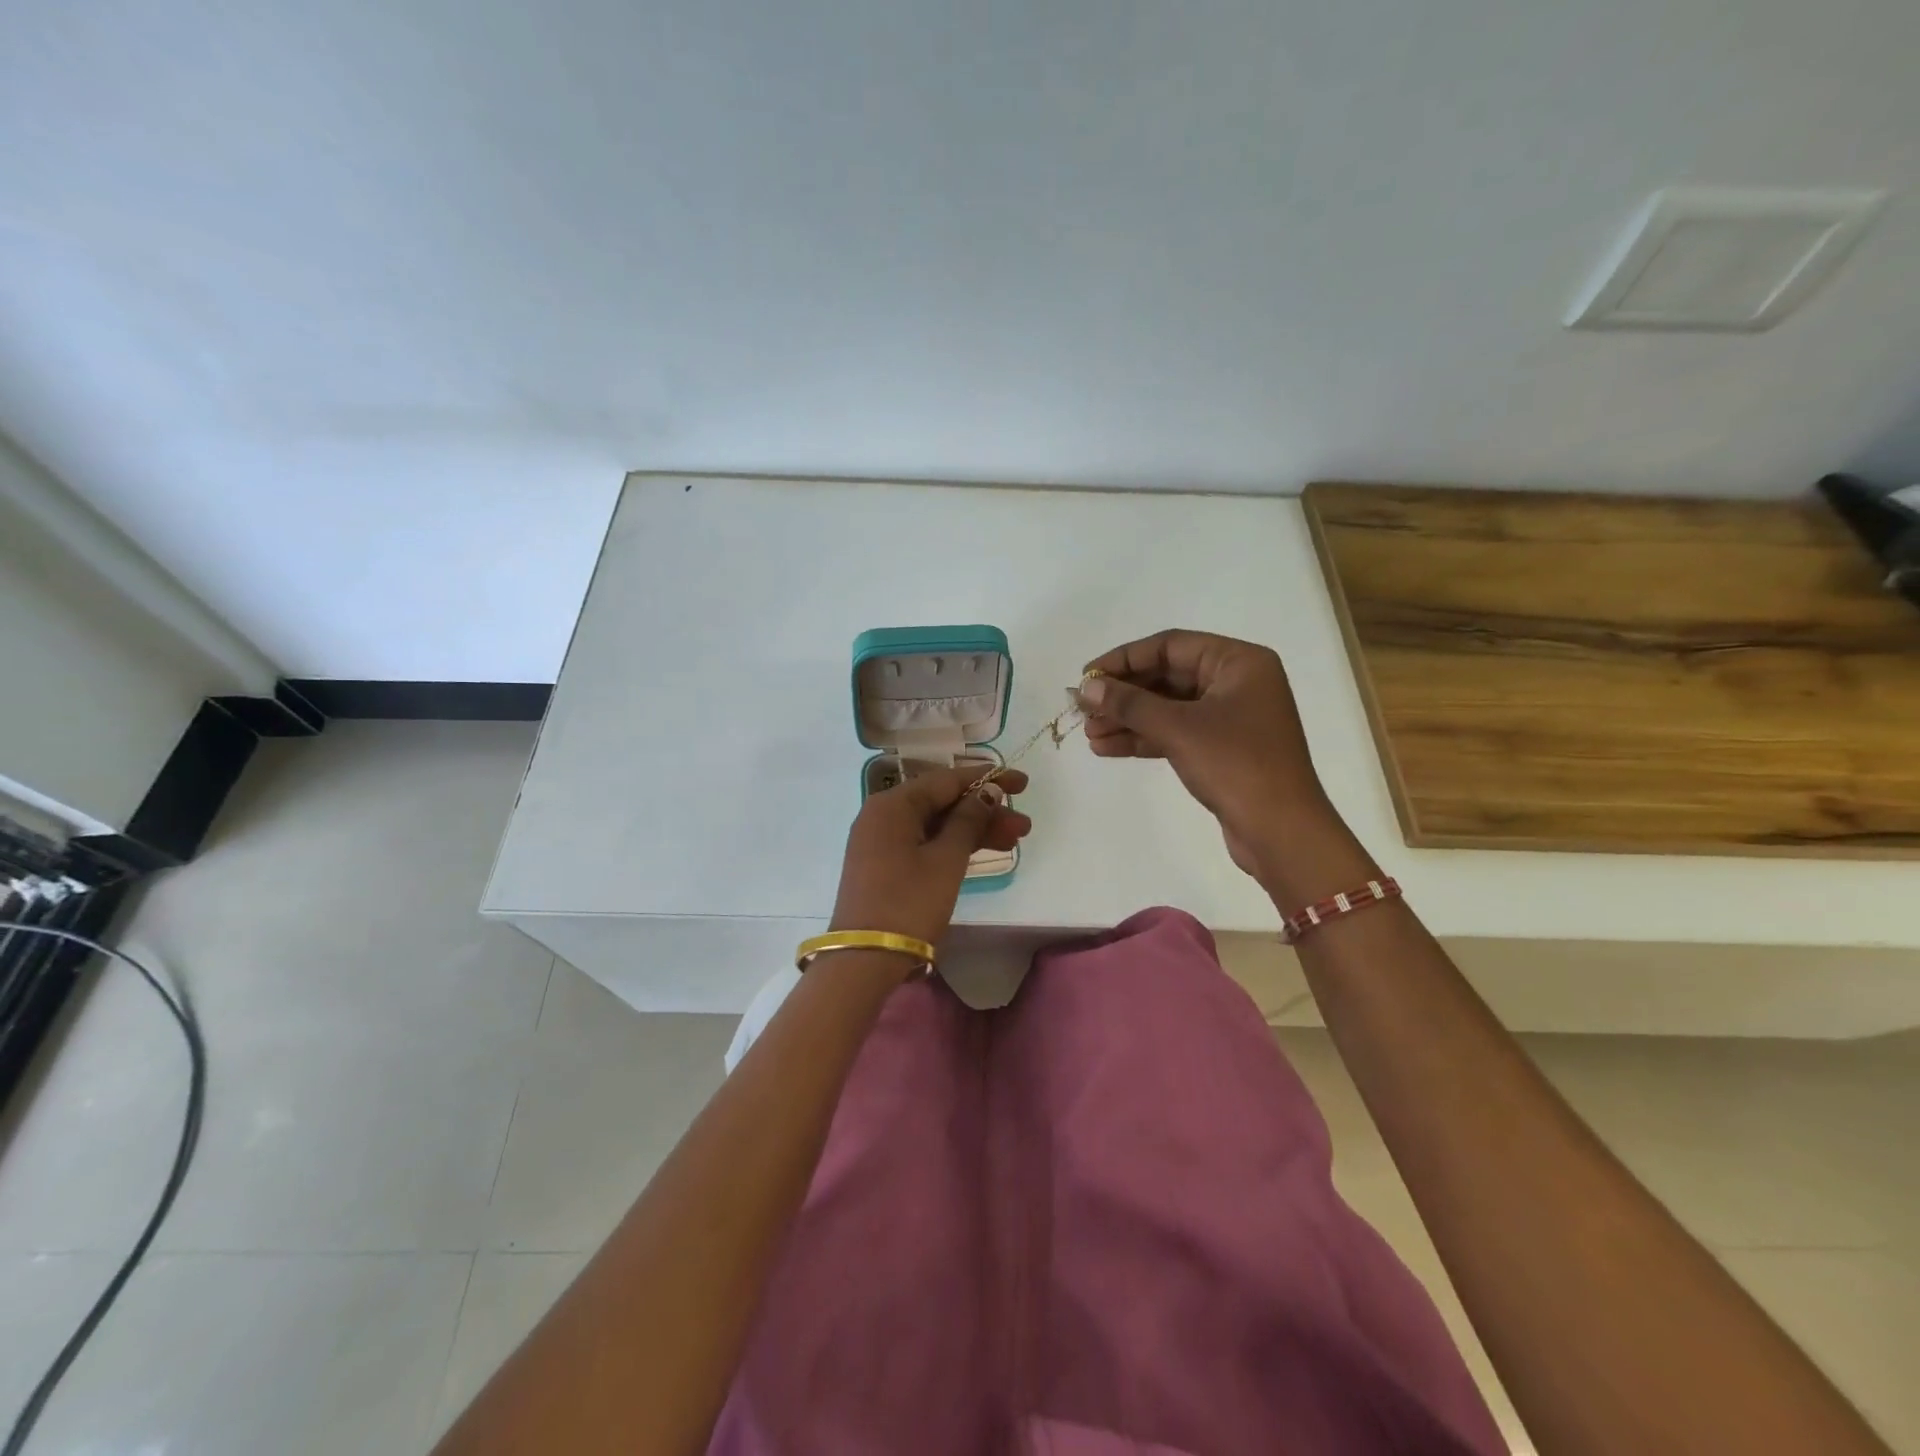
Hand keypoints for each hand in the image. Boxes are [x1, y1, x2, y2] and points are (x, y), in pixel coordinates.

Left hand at [829, 765, 1031, 958]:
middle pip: (942, 802)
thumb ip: (969, 820)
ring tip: (1015, 839)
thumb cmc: (909, 903)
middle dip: (985, 810)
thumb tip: (987, 791)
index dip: (987, 778)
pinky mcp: (884, 864)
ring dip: (974, 829)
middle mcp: (883, 815)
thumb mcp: (946, 859)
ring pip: (935, 824)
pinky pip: (924, 842)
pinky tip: (983, 850)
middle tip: (1023, 825)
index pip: (946, 780)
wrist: (864, 960)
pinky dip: (953, 845)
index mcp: (893, 804)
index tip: (1022, 782)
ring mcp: (881, 841)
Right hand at [1079, 631, 1351, 885]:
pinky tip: (1107, 748)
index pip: (1170, 646)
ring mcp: (1230, 717)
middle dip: (1123, 695)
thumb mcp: (1178, 728)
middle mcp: (1237, 682)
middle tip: (1082, 709)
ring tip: (1089, 734)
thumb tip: (1085, 688)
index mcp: (1239, 662)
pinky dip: (1144, 739)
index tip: (1087, 676)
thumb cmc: (1236, 765)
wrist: (1281, 832)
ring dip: (1128, 720)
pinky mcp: (1222, 749)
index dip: (1124, 659)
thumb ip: (1129, 703)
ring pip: (1168, 708)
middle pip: (1167, 676)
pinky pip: (1175, 733)